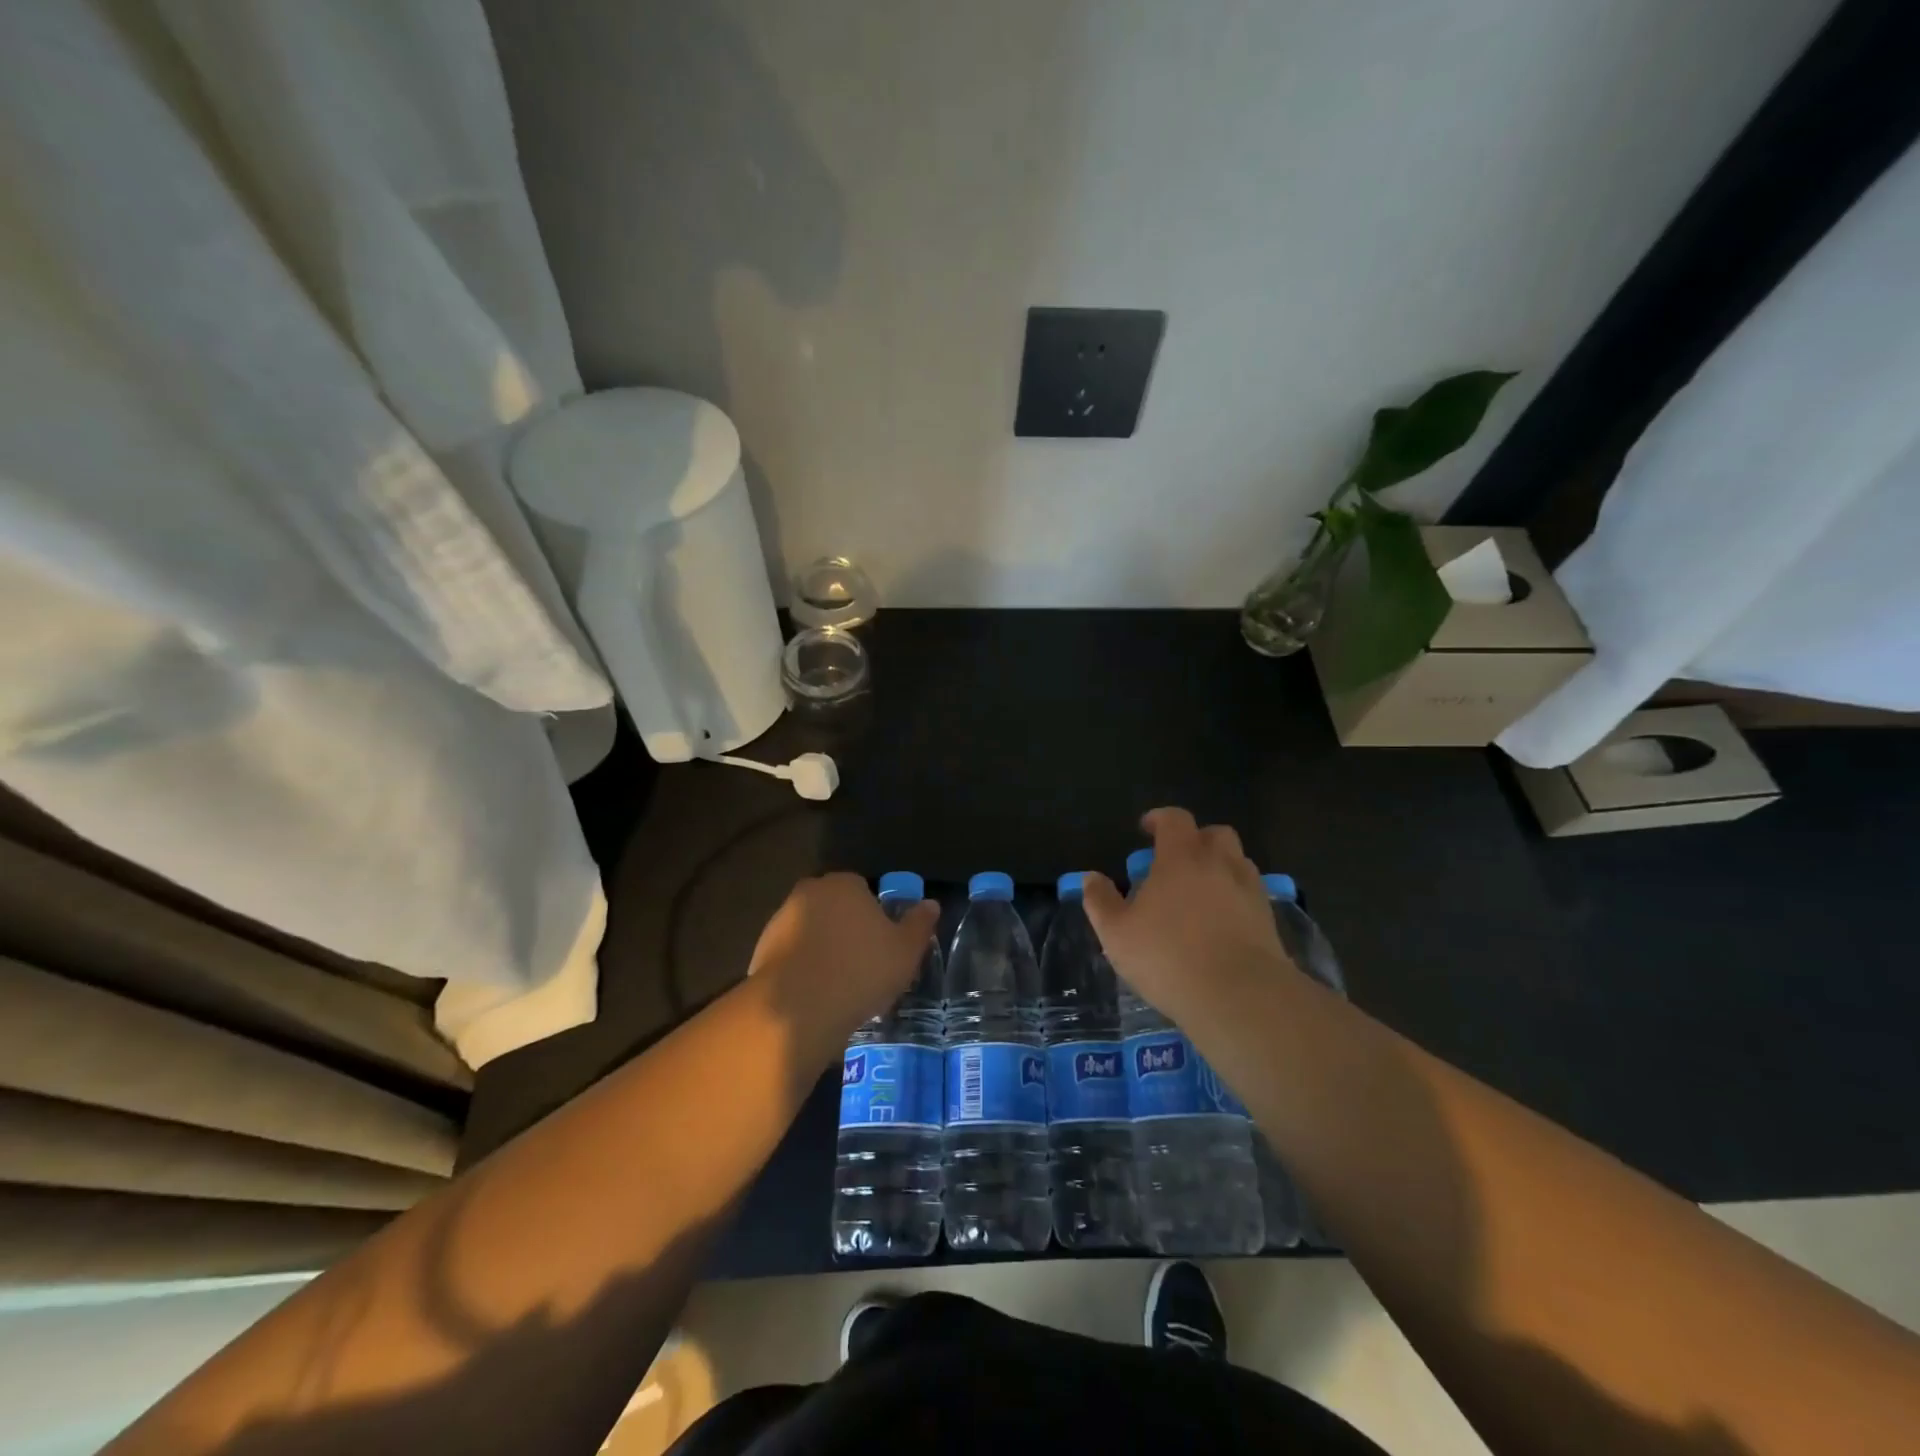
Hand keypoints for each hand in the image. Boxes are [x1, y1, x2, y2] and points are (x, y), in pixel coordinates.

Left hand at [747, 873, 939, 1041]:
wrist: (797, 1009)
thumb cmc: (860, 971)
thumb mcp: (905, 950)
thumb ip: (919, 924)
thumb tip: (931, 904)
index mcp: (844, 884)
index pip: (864, 890)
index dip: (876, 917)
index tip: (884, 946)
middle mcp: (808, 893)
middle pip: (835, 909)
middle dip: (848, 932)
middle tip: (865, 966)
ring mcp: (779, 922)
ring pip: (812, 933)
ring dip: (824, 952)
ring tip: (841, 988)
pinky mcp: (760, 952)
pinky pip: (792, 958)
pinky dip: (803, 971)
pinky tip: (816, 998)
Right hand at [1082, 807, 1294, 1025]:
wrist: (1240, 996)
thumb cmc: (1169, 957)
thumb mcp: (1117, 933)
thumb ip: (1100, 901)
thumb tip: (1090, 878)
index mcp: (1182, 857)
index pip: (1175, 819)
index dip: (1159, 819)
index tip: (1146, 829)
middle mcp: (1220, 863)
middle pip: (1215, 833)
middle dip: (1196, 839)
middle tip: (1176, 861)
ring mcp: (1250, 890)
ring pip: (1237, 862)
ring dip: (1219, 867)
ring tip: (1199, 892)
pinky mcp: (1269, 919)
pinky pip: (1251, 894)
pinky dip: (1235, 897)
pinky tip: (1221, 922)